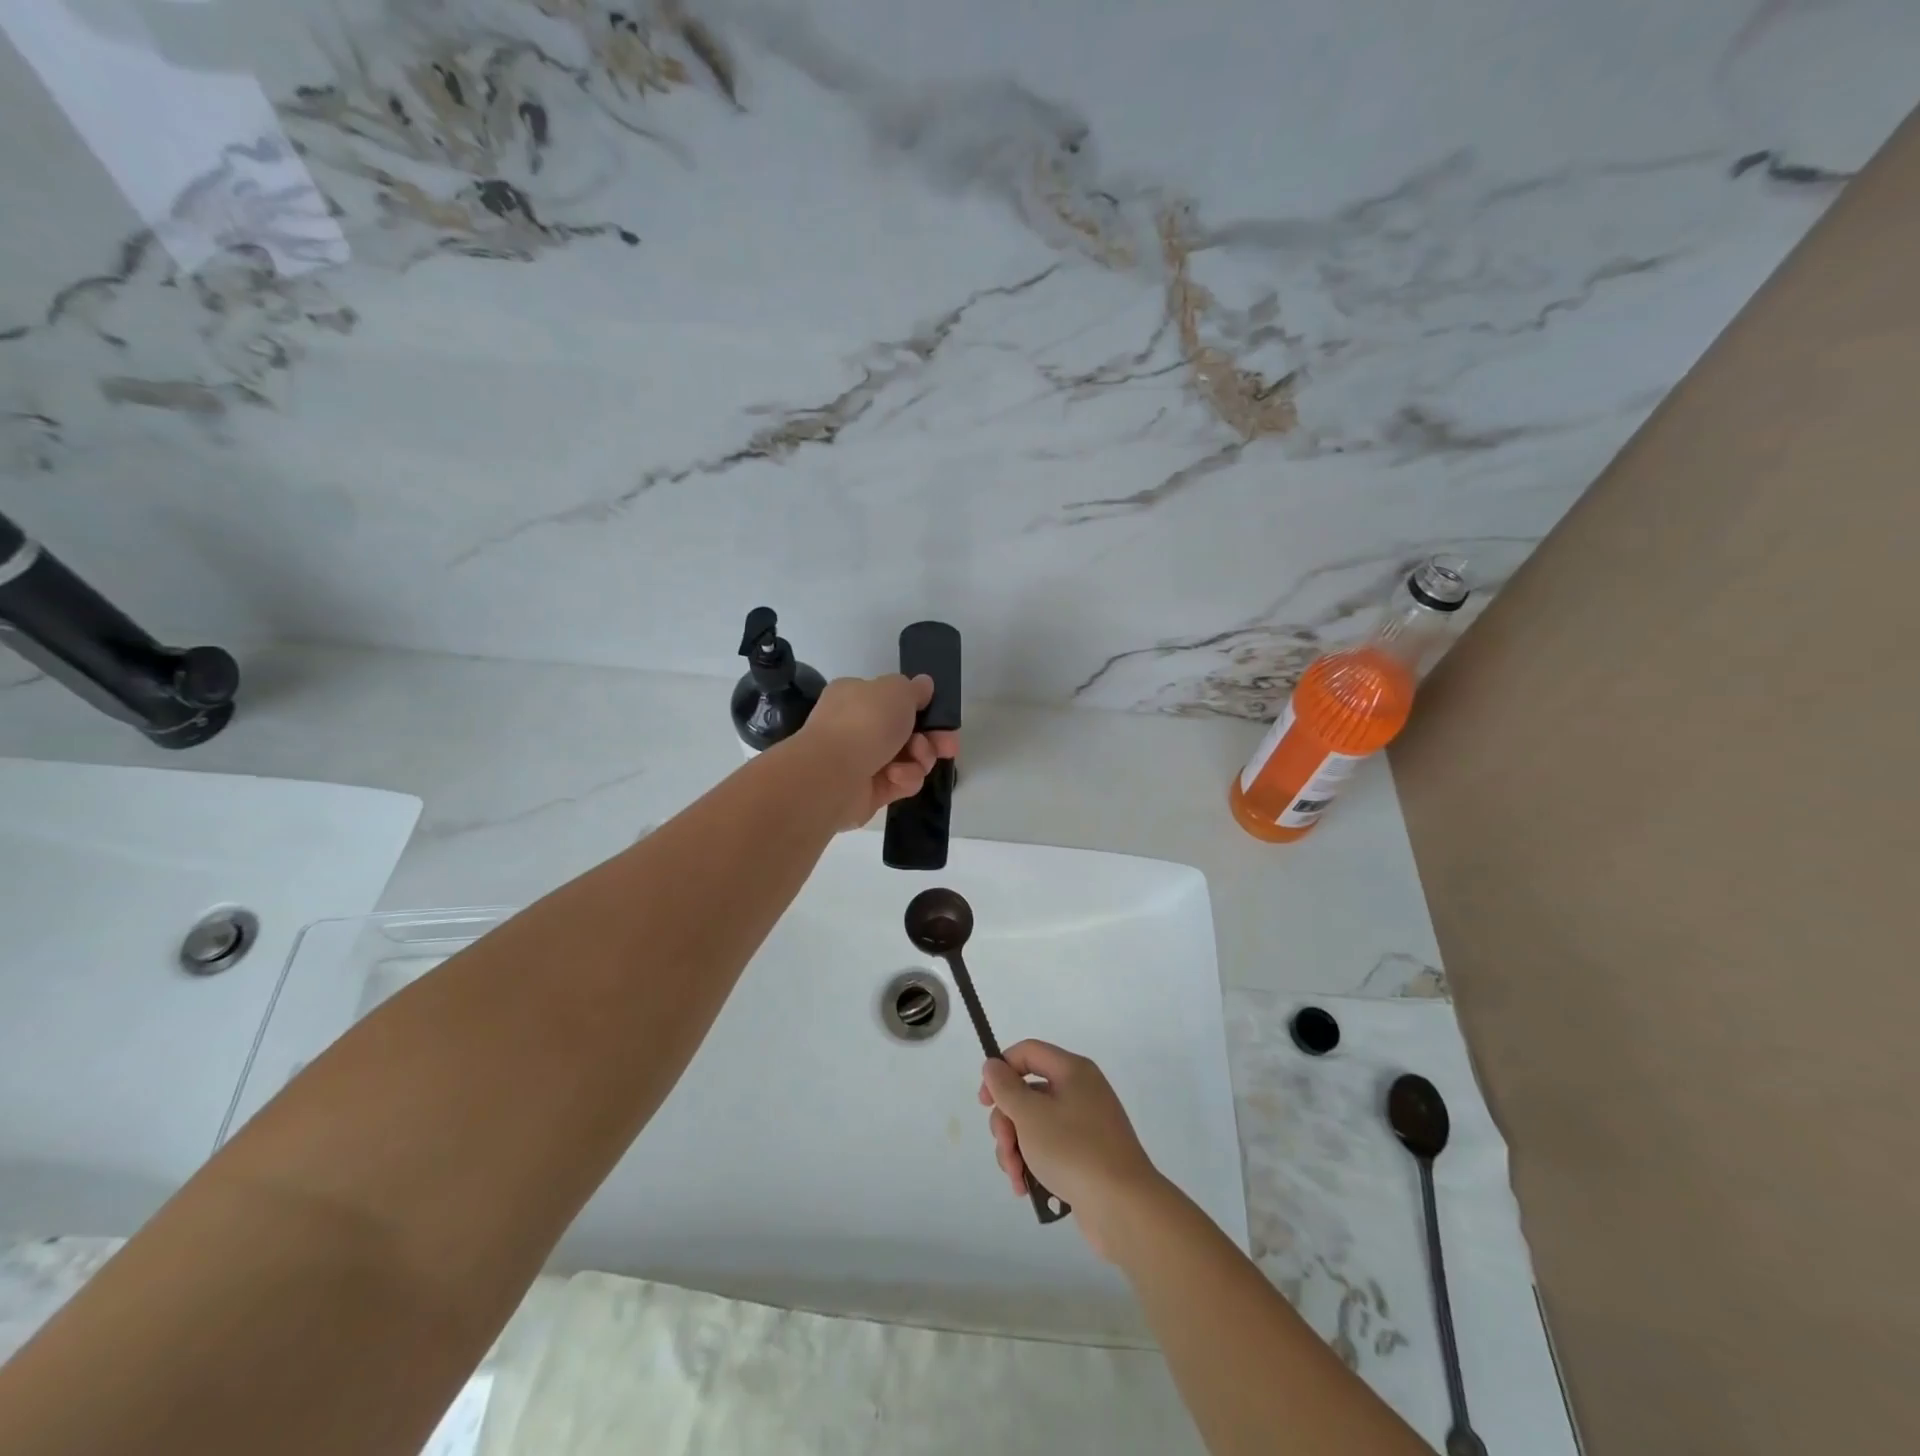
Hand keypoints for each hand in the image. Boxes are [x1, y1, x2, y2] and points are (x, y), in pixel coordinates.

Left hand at [802, 674, 959, 829]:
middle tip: (948, 746)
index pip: (894, 700)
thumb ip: (915, 689)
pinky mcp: (869, 791)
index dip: (922, 708)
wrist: (833, 774)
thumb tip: (924, 685)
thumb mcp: (897, 690)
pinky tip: (895, 776)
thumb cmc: (865, 721)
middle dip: (931, 739)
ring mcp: (862, 761)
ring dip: (920, 758)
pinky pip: (900, 782)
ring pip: (909, 759)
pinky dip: (904, 778)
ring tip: (916, 758)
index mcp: (856, 696)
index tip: (943, 718)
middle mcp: (857, 727)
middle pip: (907, 732)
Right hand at [978, 1040, 1167, 1260]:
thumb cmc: (1074, 1151)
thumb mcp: (1030, 1115)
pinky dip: (1033, 1164)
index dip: (1001, 1069)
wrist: (1124, 1208)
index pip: (1027, 1052)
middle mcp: (1080, 1091)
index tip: (984, 1102)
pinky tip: (1026, 1189)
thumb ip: (1005, 1087)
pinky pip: (1049, 1148)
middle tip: (1006, 1150)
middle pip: (1027, 1093)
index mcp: (1072, 1071)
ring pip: (1034, 1125)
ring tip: (1016, 1178)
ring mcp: (1085, 1125)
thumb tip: (993, 1065)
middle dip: (1007, 1124)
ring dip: (1016, 1149)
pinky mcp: (1085, 1156)